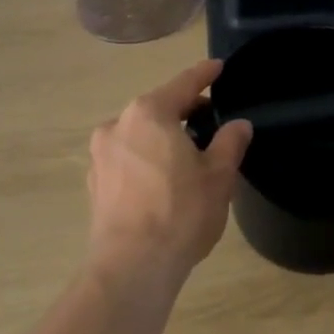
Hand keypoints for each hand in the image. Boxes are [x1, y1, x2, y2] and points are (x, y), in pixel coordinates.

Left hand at [85, 60, 253, 288]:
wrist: (132, 266)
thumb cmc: (180, 213)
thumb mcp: (218, 176)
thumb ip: (229, 143)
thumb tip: (239, 125)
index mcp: (148, 113)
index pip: (183, 84)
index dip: (204, 74)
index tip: (217, 67)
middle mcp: (117, 125)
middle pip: (157, 109)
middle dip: (183, 111)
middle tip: (210, 120)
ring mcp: (100, 155)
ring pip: (139, 135)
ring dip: (162, 137)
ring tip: (187, 155)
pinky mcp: (94, 183)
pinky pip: (126, 159)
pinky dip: (145, 160)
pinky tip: (162, 181)